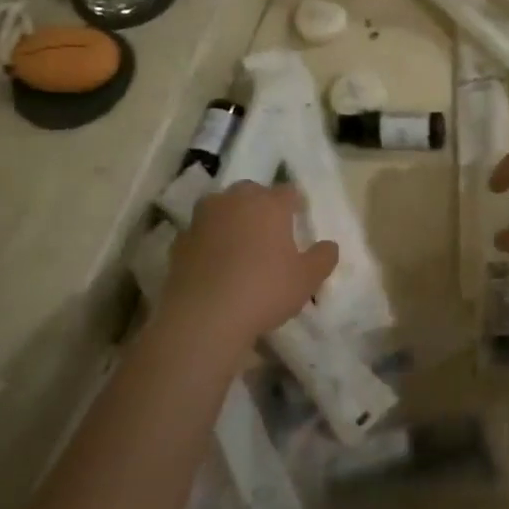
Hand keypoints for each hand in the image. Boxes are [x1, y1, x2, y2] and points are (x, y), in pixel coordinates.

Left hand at [161, 183, 338, 345]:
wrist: (204, 316)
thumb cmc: (265, 290)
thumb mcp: (307, 280)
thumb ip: (323, 258)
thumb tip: (329, 245)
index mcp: (269, 203)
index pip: (288, 191)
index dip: (296, 203)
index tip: (299, 218)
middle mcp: (235, 201)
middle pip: (251, 192)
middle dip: (261, 204)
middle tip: (270, 230)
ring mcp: (202, 218)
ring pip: (221, 207)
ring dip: (231, 218)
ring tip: (240, 243)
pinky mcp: (179, 240)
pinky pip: (201, 232)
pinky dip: (209, 241)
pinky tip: (215, 263)